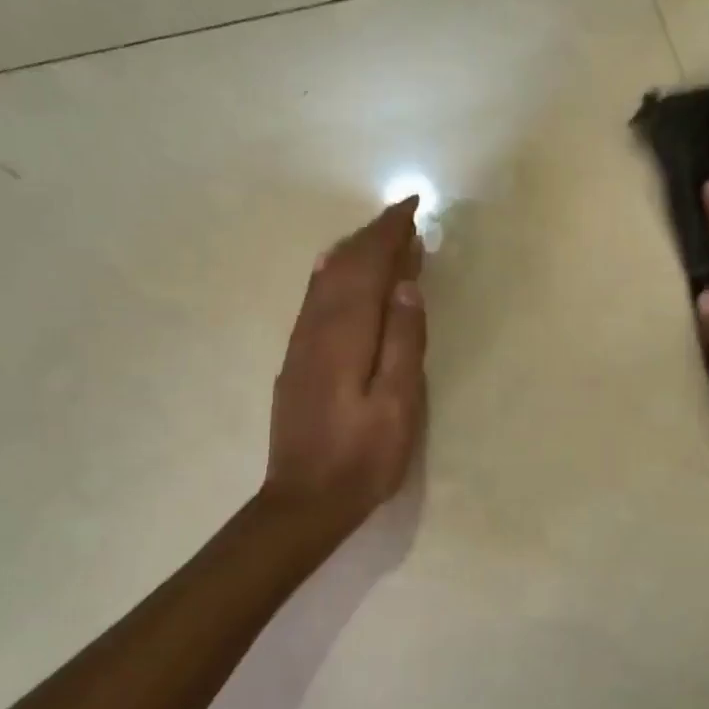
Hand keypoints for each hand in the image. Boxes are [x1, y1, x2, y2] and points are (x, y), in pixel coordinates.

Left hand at [263, 198, 426, 532]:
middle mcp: (316, 328)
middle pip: (343, 265)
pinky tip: (338, 273)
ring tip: (380, 237)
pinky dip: (334, 274)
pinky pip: (315, 299)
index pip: (368, 266)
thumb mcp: (397, 404)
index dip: (390, 234)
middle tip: (403, 216)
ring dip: (353, 251)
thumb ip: (403, 341)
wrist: (304, 501)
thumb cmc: (362, 457)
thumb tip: (405, 285)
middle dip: (373, 236)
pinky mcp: (296, 361)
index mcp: (345, 334)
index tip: (412, 207)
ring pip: (325, 279)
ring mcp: (301, 344)